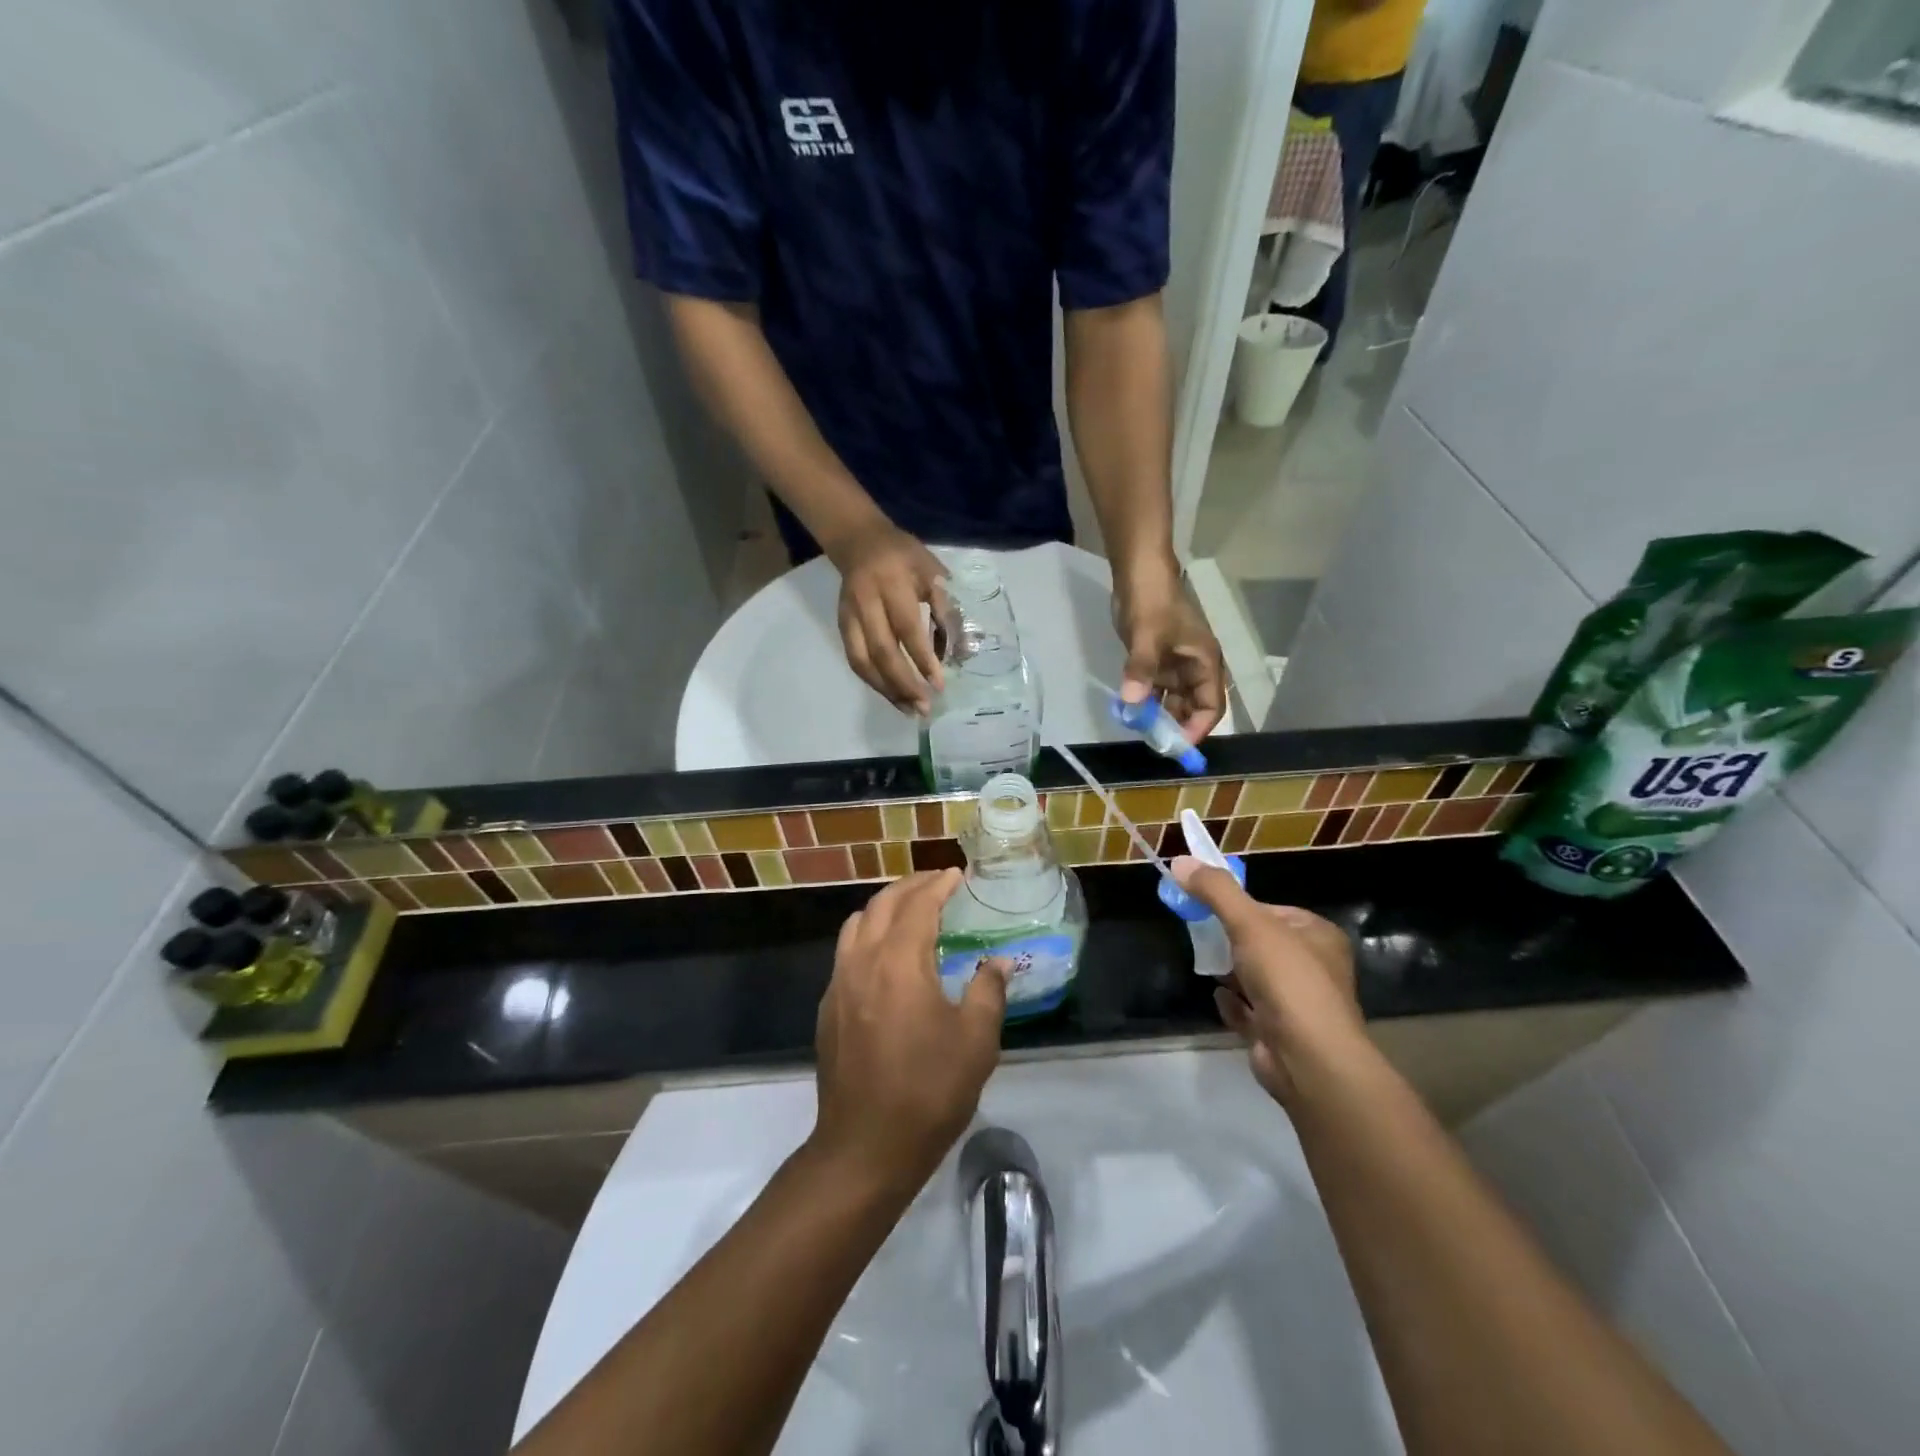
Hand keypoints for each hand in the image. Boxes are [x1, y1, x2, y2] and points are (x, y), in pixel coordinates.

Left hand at [812, 871, 1008, 1187]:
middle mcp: (862, 961)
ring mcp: (838, 984)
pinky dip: (868, 935)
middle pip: (882, 904)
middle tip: (937, 883)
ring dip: (884, 908)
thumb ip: (988, 991)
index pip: (918, 905)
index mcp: (900, 962)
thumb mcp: (976, 1042)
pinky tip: (886, 958)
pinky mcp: (828, 1008)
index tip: (958, 874)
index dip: (939, 885)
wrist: (865, 1146)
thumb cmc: (928, 1091)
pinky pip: (846, 952)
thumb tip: (999, 962)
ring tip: (911, 912)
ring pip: (857, 924)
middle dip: (911, 887)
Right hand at [825, 517, 948, 713]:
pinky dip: (874, 682)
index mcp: (892, 584)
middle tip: (924, 707)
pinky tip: (893, 695)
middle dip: (904, 684)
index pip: (907, 629)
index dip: (923, 659)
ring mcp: (849, 617)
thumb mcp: (932, 572)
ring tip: (909, 710)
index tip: (939, 685)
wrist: (859, 541)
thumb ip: (946, 608)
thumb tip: (962, 651)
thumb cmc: (904, 556)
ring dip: (887, 690)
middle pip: (882, 652)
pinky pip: (855, 661)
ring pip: (863, 662)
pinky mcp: (841, 627)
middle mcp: (866, 603)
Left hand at [1113, 559, 1225, 742]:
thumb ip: (1141, 669)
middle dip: (1175, 727)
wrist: (1138, 574)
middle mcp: (1195, 669)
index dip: (1196, 729)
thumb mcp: (1146, 636)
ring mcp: (1176, 667)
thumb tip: (1131, 703)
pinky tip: (1130, 713)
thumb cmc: (1151, 602)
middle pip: (1192, 709)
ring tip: (1140, 731)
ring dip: (1159, 717)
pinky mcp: (1157, 663)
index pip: (1211, 707)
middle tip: (1152, 743)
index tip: (1175, 746)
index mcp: (1205, 663)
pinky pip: (1156, 692)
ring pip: (1173, 703)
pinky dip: (1146, 703)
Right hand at [1170, 857, 1366, 1107]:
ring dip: (1230, 973)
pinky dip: (1233, 1004)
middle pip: (1261, 944)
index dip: (1239, 908)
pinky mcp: (1281, 1034)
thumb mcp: (1249, 923)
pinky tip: (1220, 999)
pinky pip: (1250, 1011)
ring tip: (1206, 965)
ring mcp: (1298, 1004)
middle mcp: (1314, 967)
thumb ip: (1215, 891)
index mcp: (1318, 935)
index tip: (1206, 906)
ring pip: (1255, 978)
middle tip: (1200, 935)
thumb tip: (1179, 861)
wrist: (1308, 1059)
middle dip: (1230, 941)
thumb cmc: (1287, 980)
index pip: (1272, 910)